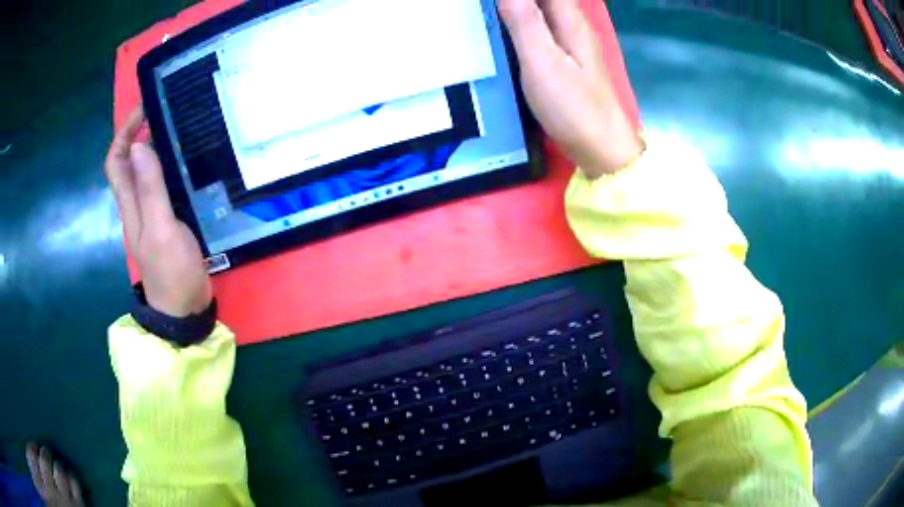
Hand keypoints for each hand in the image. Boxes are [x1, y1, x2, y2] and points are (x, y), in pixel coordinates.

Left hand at [104, 108, 211, 317]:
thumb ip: (150, 189)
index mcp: (130, 204)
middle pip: (128, 162)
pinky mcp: (167, 219)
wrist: (184, 307)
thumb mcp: (161, 229)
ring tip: (178, 127)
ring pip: (146, 171)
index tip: (144, 109)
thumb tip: (140, 146)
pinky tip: (187, 159)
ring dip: (155, 146)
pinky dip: (170, 165)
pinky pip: (162, 184)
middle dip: (139, 132)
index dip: (124, 133)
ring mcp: (152, 212)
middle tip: (165, 111)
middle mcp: (137, 204)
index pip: (116, 161)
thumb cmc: (171, 272)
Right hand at [498, 0, 642, 177]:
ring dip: (519, 9)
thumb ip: (525, 22)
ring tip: (490, 15)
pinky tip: (505, 32)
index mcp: (570, 20)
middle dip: (517, 3)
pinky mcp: (566, 61)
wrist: (600, 149)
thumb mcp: (543, 61)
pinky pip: (542, 29)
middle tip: (485, 10)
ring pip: (543, 12)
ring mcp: (571, 44)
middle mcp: (573, 26)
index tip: (491, 3)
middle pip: (545, 1)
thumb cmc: (573, 107)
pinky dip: (523, 24)